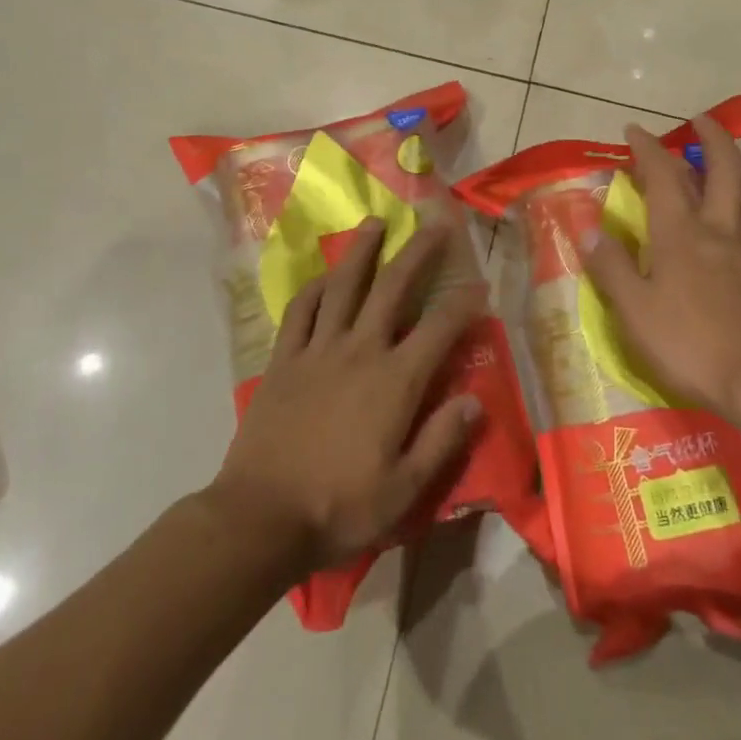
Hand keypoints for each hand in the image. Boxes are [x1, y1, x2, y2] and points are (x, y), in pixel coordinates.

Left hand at [208, 219, 483, 575]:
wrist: (260, 518)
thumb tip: (475, 400)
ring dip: (362, 251)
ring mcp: (317, 349)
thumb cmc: (338, 508)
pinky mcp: (284, 359)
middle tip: (434, 223)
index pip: (439, 329)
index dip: (463, 303)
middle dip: (418, 252)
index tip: (480, 283)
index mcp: (394, 381)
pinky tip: (323, 277)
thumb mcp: (404, 491)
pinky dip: (313, 288)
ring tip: (375, 222)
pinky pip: (299, 311)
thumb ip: (441, 441)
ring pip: (343, 286)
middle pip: (393, 287)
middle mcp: (359, 350)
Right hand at [583, 114, 740, 436]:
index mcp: (682, 234)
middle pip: (726, 170)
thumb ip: (612, 267)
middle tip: (701, 121)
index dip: (648, 148)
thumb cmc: (691, 345)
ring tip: (736, 176)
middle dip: (713, 138)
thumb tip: (589, 230)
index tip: (635, 130)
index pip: (664, 175)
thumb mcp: (634, 311)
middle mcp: (723, 232)